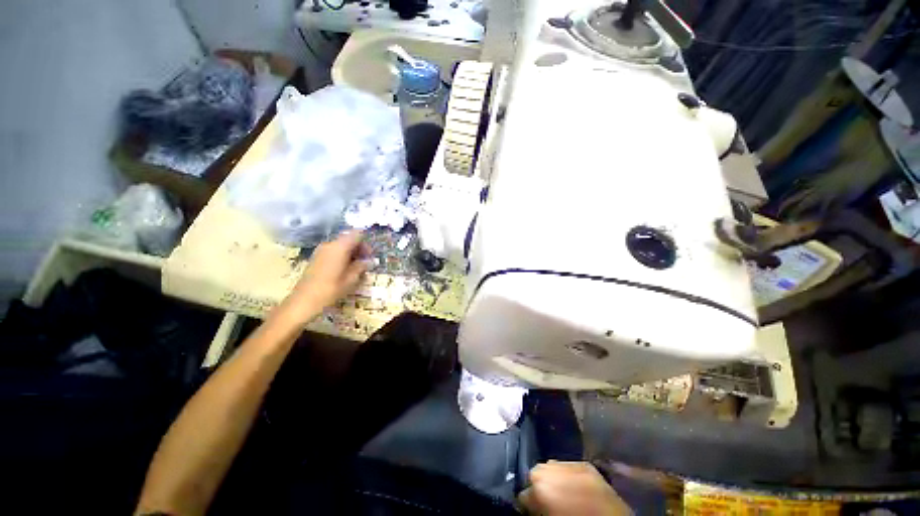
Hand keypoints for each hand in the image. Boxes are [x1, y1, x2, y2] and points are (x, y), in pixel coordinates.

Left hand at [281, 231, 369, 322]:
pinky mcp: (317, 257)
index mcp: (339, 247)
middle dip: (359, 248)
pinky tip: (344, 270)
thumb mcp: (351, 279)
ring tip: (356, 268)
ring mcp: (321, 250)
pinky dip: (342, 256)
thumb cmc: (330, 289)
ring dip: (351, 253)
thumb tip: (369, 261)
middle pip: (349, 239)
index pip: (357, 234)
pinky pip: (334, 251)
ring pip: (341, 245)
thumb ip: (361, 266)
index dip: (365, 243)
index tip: (369, 256)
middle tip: (365, 263)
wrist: (303, 301)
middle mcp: (330, 244)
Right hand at [518, 461, 630, 515]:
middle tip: (548, 502)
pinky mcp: (585, 464)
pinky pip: (569, 467)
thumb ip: (537, 508)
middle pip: (535, 473)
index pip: (523, 493)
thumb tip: (532, 504)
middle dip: (539, 486)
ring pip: (550, 467)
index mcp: (538, 487)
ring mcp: (568, 463)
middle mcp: (548, 468)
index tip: (533, 510)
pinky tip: (575, 487)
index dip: (528, 504)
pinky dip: (569, 475)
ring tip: (562, 493)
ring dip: (553, 478)